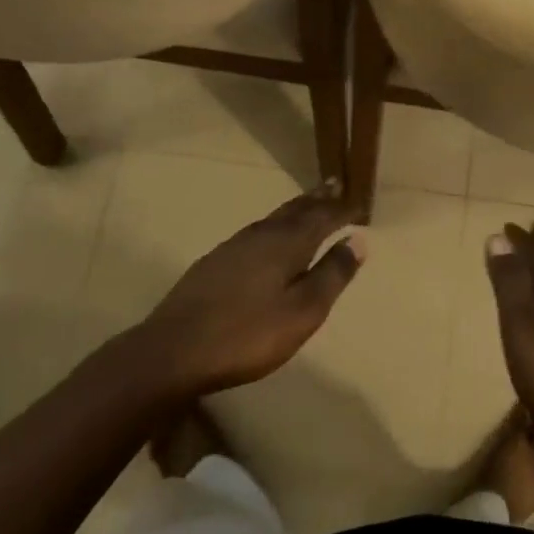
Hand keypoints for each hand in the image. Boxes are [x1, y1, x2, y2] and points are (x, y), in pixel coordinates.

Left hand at [133, 184, 361, 397]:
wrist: (174, 349)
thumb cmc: (247, 334)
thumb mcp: (302, 311)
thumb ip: (332, 275)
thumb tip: (358, 239)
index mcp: (286, 243)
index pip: (322, 216)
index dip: (342, 208)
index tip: (359, 201)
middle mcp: (261, 234)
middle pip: (295, 209)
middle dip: (317, 198)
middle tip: (334, 184)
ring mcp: (234, 246)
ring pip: (273, 218)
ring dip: (295, 209)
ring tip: (308, 205)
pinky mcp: (215, 262)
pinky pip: (256, 231)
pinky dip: (274, 225)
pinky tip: (268, 237)